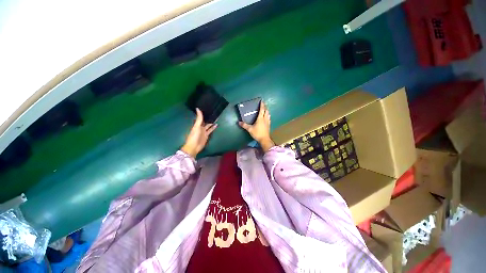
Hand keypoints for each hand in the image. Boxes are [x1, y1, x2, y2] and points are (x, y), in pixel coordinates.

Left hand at [181, 108, 217, 157]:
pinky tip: (216, 125)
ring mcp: (204, 131)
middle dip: (208, 118)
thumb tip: (198, 108)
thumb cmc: (194, 136)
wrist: (194, 146)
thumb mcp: (196, 126)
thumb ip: (199, 118)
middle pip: (205, 121)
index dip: (203, 114)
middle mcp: (200, 127)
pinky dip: (213, 128)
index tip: (207, 109)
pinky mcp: (207, 135)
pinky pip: (210, 130)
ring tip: (216, 118)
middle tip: (213, 113)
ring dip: (212, 122)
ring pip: (208, 125)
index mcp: (197, 124)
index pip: (200, 118)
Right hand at [239, 101, 274, 151]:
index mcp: (260, 118)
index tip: (262, 101)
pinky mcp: (269, 125)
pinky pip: (269, 118)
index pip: (262, 110)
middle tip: (263, 104)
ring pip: (268, 114)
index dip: (262, 105)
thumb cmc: (257, 133)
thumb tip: (239, 122)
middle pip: (266, 111)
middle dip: (265, 107)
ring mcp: (268, 122)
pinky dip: (268, 115)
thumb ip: (244, 125)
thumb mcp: (250, 129)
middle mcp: (265, 119)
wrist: (264, 139)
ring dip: (267, 111)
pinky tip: (267, 117)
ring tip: (265, 109)